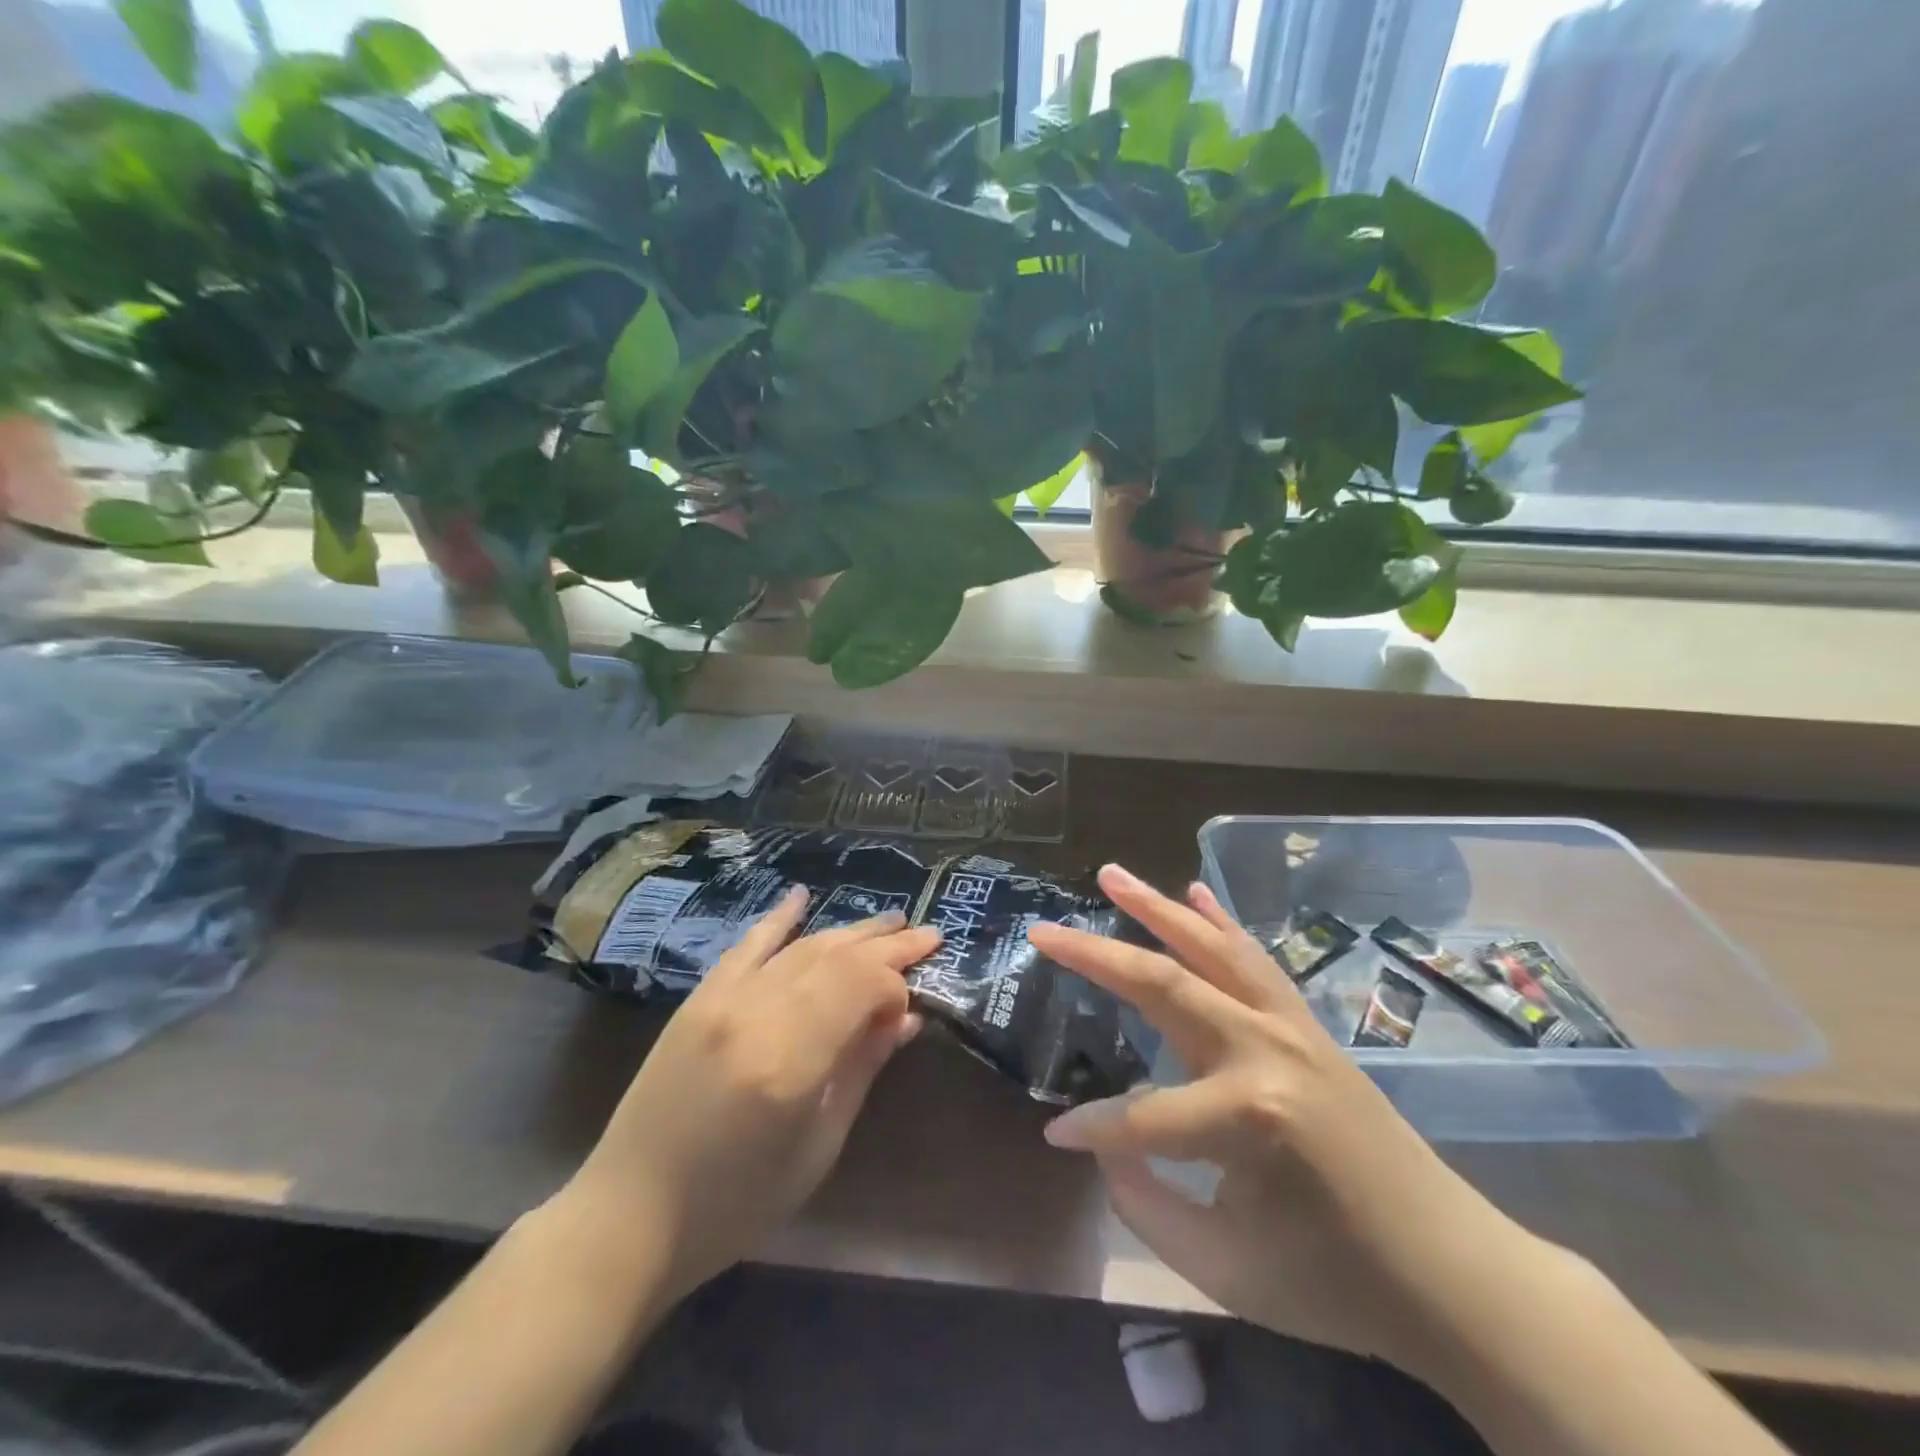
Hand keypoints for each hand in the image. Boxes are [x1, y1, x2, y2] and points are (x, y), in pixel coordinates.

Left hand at [558, 888, 938, 1306]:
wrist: (630, 1213)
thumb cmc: (736, 1202)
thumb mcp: (817, 1148)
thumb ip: (861, 1071)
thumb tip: (905, 1019)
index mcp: (790, 1061)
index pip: (862, 986)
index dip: (896, 987)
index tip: (911, 1007)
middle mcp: (757, 1013)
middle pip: (837, 958)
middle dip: (887, 945)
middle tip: (928, 936)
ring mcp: (723, 999)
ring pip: (801, 947)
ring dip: (849, 932)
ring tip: (890, 923)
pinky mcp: (699, 998)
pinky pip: (746, 945)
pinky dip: (778, 918)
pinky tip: (802, 895)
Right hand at [1030, 866, 1546, 1376]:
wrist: (1450, 1268)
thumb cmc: (1334, 1278)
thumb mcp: (1226, 1269)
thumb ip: (1146, 1205)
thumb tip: (1105, 1147)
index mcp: (1243, 1117)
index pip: (1138, 1116)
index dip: (1091, 1128)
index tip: (1056, 1133)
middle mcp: (1262, 1050)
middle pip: (1161, 985)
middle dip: (1093, 957)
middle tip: (1041, 931)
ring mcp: (1289, 1026)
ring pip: (1208, 948)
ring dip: (1154, 907)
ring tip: (1109, 874)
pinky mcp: (1307, 1023)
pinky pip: (1253, 958)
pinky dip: (1219, 920)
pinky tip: (1193, 890)